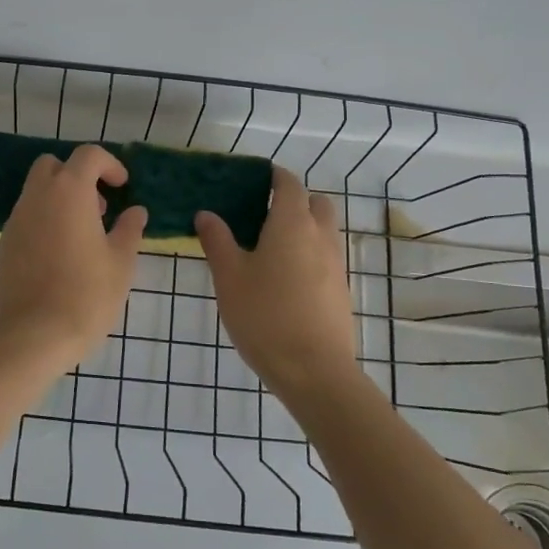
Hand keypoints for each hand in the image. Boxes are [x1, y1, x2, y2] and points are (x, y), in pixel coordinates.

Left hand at [0, 144, 146, 370]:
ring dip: (60, 199)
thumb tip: (135, 212)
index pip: (88, 155)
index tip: (122, 186)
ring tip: (83, 235)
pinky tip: (61, 255)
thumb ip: (129, 229)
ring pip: (37, 191)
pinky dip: (45, 221)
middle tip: (99, 207)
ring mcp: (16, 219)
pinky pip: (26, 217)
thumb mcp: (121, 262)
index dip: (109, 164)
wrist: (33, 335)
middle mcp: (37, 196)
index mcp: (69, 191)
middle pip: (53, 165)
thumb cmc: (86, 294)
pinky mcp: (4, 244)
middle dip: (77, 176)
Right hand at [196, 166, 356, 394]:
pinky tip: (285, 278)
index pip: (289, 184)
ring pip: (324, 230)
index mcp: (292, 224)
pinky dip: (310, 253)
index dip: (274, 176)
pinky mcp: (342, 290)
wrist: (315, 372)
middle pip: (315, 203)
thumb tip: (206, 214)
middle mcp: (321, 236)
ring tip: (271, 248)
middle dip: (294, 200)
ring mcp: (336, 263)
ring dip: (304, 227)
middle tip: (263, 215)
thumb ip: (218, 241)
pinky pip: (327, 256)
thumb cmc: (265, 317)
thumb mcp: (230, 278)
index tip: (254, 179)